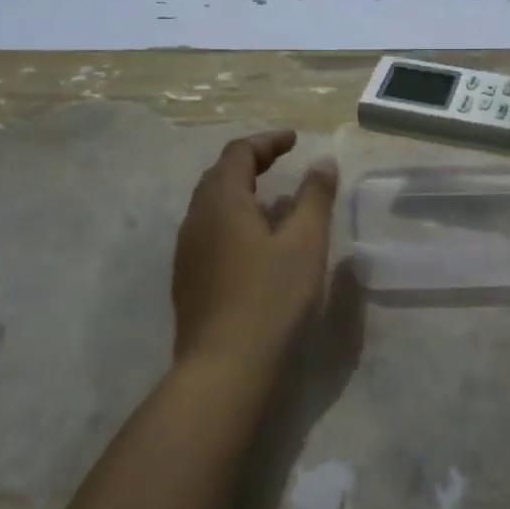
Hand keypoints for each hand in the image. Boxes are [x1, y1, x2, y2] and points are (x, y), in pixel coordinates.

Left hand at [173, 131, 338, 370]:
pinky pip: (210, 230)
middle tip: (282, 161)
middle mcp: (196, 218)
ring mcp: (187, 251)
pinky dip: (234, 218)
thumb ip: (315, 197)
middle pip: (220, 175)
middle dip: (252, 161)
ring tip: (273, 199)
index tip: (295, 140)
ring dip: (242, 191)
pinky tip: (255, 242)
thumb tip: (322, 161)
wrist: (223, 369)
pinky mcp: (188, 279)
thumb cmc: (270, 299)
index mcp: (222, 201)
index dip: (268, 141)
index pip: (239, 153)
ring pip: (212, 205)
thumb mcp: (305, 243)